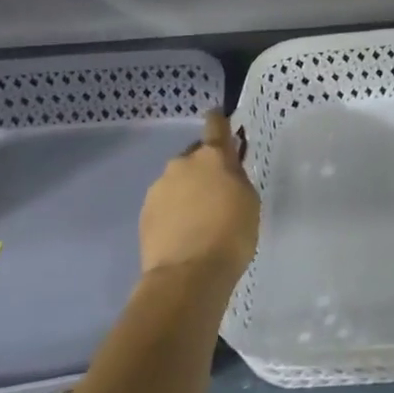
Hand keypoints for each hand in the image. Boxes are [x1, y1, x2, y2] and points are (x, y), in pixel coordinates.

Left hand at [139, 111, 259, 283]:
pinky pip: (165, 202)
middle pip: (195, 156)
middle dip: (205, 167)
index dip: (219, 120)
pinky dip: (174, 210)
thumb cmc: (231, 234)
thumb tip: (226, 171)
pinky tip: (184, 231)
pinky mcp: (144, 212)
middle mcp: (182, 163)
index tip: (219, 117)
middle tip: (217, 191)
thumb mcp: (249, 200)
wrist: (188, 275)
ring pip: (178, 180)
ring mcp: (159, 187)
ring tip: (200, 217)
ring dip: (188, 190)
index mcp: (213, 156)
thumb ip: (236, 178)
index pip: (215, 125)